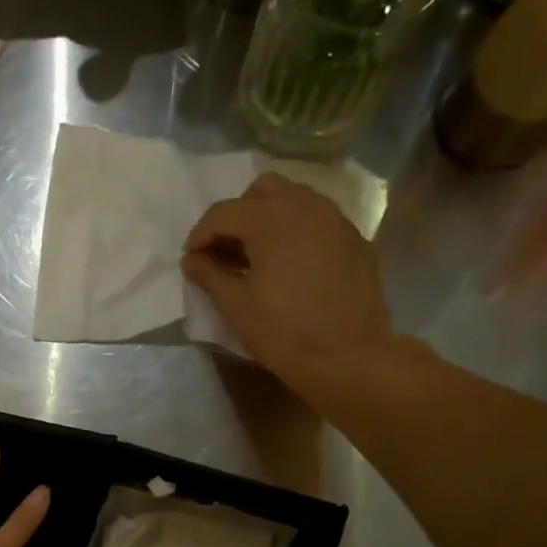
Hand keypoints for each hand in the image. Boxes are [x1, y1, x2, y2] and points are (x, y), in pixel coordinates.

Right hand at [181, 172, 391, 393]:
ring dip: (269, 219)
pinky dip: (296, 232)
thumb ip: (209, 274)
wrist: (347, 356)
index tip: (192, 261)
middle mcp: (305, 205)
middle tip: (226, 251)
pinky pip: (318, 220)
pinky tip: (290, 266)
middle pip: (262, 191)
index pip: (223, 212)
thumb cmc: (282, 331)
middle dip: (238, 215)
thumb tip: (193, 259)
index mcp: (270, 217)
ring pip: (294, 200)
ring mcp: (336, 219)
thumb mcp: (235, 306)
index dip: (200, 236)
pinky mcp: (354, 239)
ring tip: (258, 257)